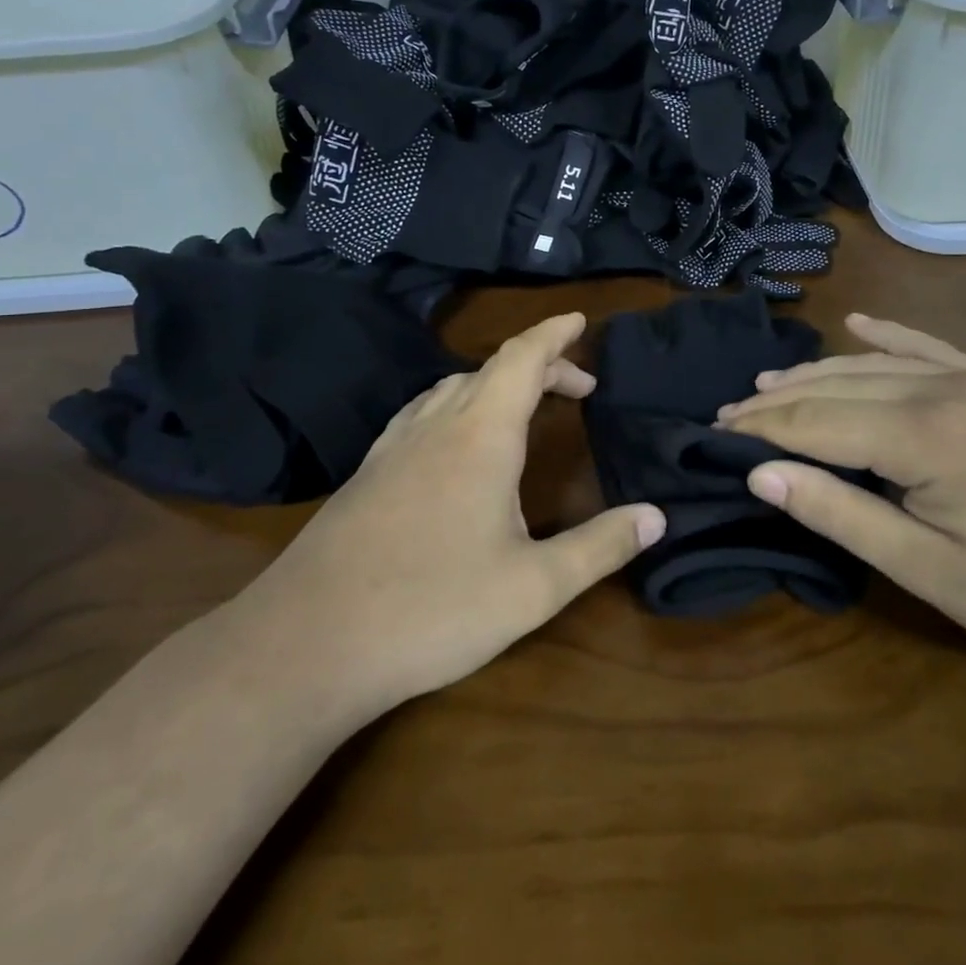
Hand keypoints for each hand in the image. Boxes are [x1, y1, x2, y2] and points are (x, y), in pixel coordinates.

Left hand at [235, 313, 665, 711]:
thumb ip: (600, 547)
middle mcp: (435, 426)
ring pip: (451, 389)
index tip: (581, 320)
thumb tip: (657, 516)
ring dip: (496, 385)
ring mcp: (393, 447)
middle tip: (578, 388)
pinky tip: (455, 444)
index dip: (555, 334)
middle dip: (540, 365)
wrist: (308, 643)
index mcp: (480, 436)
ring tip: (525, 407)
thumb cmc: (433, 608)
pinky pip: (422, 415)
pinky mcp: (366, 474)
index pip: (522, 359)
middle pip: (492, 370)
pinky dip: (457, 406)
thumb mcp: (534, 587)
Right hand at [716, 314, 965, 682]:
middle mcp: (947, 389)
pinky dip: (889, 336)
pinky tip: (859, 323)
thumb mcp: (934, 573)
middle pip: (838, 385)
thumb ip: (842, 515)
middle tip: (728, 412)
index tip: (715, 431)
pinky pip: (933, 348)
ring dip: (818, 372)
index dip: (762, 427)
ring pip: (877, 364)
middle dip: (778, 399)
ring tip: (768, 383)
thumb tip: (761, 474)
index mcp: (927, 435)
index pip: (817, 420)